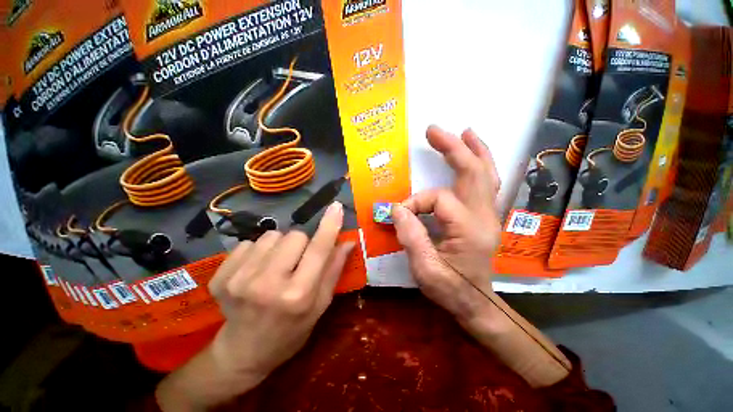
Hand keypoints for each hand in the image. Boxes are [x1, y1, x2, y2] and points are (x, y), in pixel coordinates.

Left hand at [209, 201, 354, 378]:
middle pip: (294, 235)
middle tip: (297, 263)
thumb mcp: (321, 305)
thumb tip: (348, 241)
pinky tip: (255, 272)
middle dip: (301, 244)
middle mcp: (267, 285)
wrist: (244, 353)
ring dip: (279, 247)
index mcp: (298, 295)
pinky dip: (257, 252)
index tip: (336, 206)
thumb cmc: (291, 330)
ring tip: (275, 267)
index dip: (329, 226)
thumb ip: (334, 269)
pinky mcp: (220, 277)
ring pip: (271, 236)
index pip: (319, 249)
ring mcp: (239, 280)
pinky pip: (248, 243)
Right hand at [393, 126, 571, 386]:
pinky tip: (474, 153)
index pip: (438, 199)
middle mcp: (484, 216)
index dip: (415, 203)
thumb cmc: (450, 289)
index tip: (398, 214)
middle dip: (453, 148)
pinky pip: (486, 183)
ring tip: (464, 132)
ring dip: (475, 150)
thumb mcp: (425, 269)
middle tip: (434, 131)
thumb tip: (397, 209)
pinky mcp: (485, 216)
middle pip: (472, 172)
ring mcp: (488, 214)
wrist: (476, 302)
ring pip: (486, 174)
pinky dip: (480, 164)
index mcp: (468, 229)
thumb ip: (411, 237)